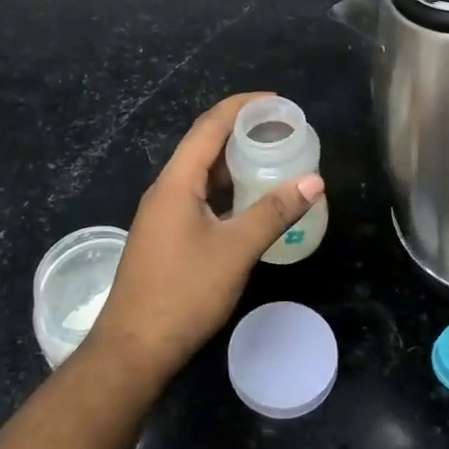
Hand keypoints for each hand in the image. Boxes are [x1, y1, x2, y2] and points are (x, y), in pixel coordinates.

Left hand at [86, 93, 324, 385]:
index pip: (209, 127)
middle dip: (241, 131)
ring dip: (234, 163)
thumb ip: (274, 212)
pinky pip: (200, 198)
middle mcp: (166, 190)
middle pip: (204, 146)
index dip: (242, 106)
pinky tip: (250, 202)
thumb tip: (314, 180)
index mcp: (176, 182)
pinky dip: (227, 191)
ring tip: (272, 158)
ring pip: (202, 175)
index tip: (276, 100)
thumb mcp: (235, 250)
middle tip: (282, 130)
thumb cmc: (184, 292)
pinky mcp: (167, 237)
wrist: (134, 348)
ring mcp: (163, 215)